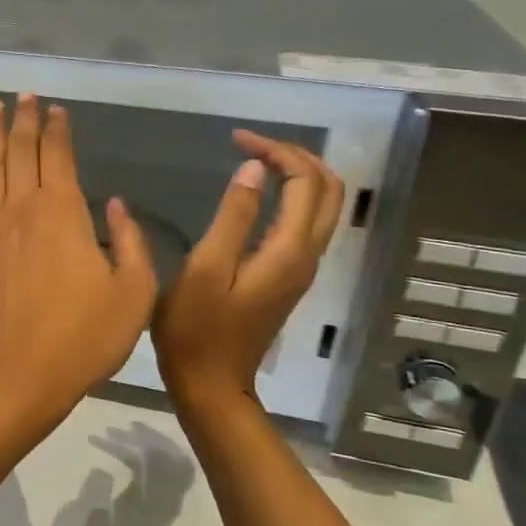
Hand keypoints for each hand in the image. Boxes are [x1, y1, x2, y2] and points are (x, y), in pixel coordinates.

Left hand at [0, 94, 157, 424]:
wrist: (21, 373)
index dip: (59, 130)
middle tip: (25, 94)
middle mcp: (24, 206)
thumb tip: (116, 205)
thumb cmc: (85, 337)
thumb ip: (130, 243)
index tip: (56, 109)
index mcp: (67, 213)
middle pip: (24, 152)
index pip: (61, 158)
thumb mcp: (135, 293)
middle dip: (26, 119)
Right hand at [152, 132, 344, 411]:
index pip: (304, 181)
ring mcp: (301, 269)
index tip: (235, 140)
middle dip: (296, 157)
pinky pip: (306, 225)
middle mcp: (306, 256)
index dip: (275, 151)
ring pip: (323, 207)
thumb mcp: (205, 270)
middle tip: (251, 144)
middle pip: (328, 190)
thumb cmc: (197, 331)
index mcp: (288, 250)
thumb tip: (253, 170)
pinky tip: (260, 195)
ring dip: (298, 175)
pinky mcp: (288, 279)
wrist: (212, 385)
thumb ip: (233, 218)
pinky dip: (292, 198)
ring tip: (256, 160)